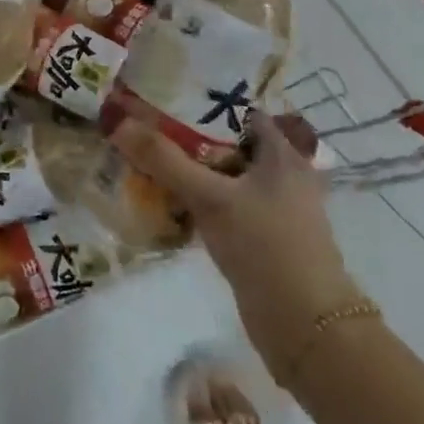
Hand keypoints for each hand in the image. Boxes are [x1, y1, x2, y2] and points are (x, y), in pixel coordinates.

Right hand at [111, 109, 367, 377]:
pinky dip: (195, 200)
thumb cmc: (266, 247)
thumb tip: (117, 121)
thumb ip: (164, 160)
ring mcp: (271, 208)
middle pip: (227, 143)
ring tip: (144, 158)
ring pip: (222, 176)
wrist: (306, 329)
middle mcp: (281, 174)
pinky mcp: (259, 237)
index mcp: (282, 154)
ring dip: (189, 170)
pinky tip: (163, 200)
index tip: (162, 94)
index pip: (239, 110)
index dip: (202, 100)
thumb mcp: (210, 197)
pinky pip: (221, 205)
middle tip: (143, 125)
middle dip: (187, 136)